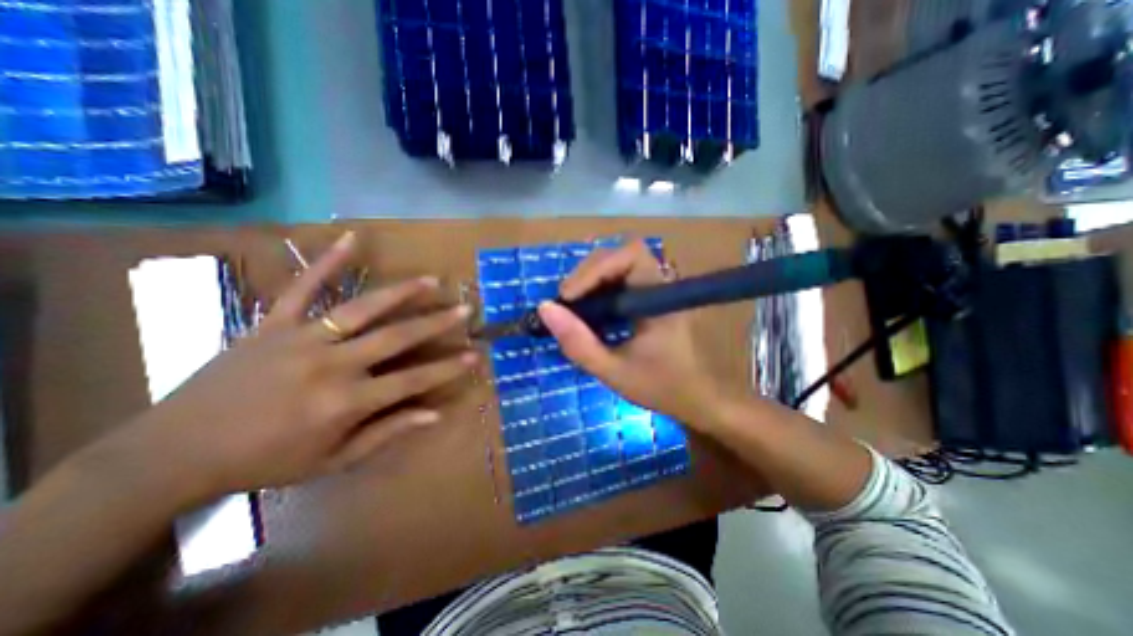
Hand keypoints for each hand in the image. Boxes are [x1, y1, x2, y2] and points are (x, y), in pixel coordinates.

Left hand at [125, 230, 476, 494]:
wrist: (172, 453)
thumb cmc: (264, 461)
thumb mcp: (332, 460)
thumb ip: (386, 433)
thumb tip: (433, 415)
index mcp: (345, 402)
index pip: (412, 380)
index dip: (447, 369)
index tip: (474, 356)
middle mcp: (331, 364)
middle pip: (396, 337)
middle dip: (437, 323)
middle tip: (465, 309)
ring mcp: (301, 338)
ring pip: (362, 308)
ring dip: (401, 292)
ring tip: (432, 280)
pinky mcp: (273, 323)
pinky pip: (303, 287)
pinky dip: (329, 261)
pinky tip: (353, 238)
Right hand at [536, 239, 725, 430]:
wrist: (695, 397)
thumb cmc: (660, 386)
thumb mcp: (612, 371)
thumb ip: (578, 343)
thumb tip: (545, 309)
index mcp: (659, 298)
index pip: (631, 256)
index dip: (596, 268)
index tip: (569, 298)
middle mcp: (659, 284)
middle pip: (619, 256)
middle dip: (587, 275)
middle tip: (565, 303)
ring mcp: (654, 288)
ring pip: (616, 265)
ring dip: (589, 281)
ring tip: (571, 307)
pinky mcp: (647, 297)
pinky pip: (618, 280)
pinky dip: (597, 289)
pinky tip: (587, 310)